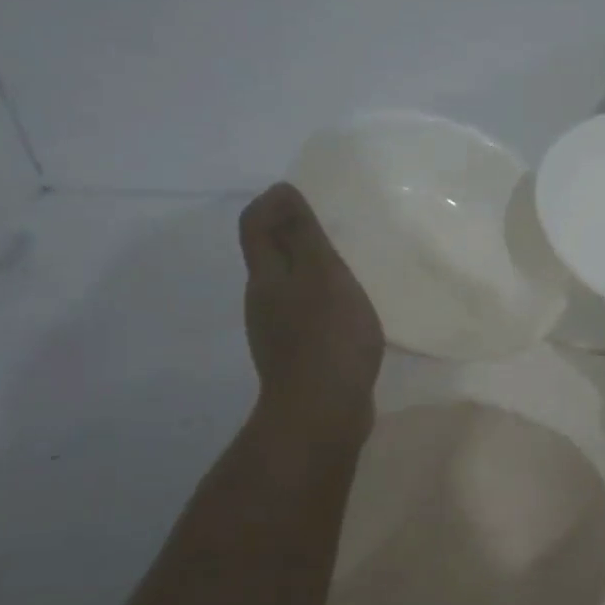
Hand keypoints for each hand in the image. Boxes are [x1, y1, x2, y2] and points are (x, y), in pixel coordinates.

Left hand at [239, 184, 383, 439]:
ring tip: (347, 267)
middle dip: (293, 236)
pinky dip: (323, 303)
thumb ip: (303, 235)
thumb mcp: (322, 275)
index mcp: (267, 278)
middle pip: (270, 257)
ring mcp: (278, 333)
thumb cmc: (327, 336)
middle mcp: (264, 302)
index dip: (272, 204)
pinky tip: (350, 313)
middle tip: (332, 227)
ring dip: (310, 271)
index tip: (301, 194)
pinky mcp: (298, 357)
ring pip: (289, 288)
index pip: (255, 226)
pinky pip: (306, 316)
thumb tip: (282, 191)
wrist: (322, 413)